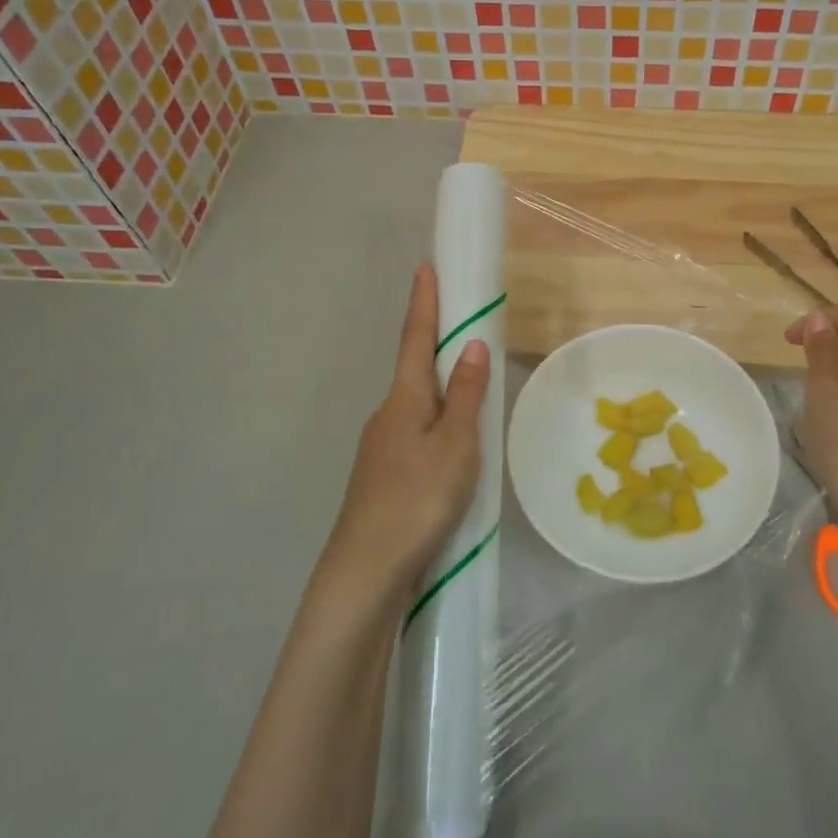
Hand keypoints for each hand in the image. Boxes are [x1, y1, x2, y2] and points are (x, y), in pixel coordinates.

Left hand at [327, 264, 491, 603]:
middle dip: (435, 345)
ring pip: (416, 406)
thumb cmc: (417, 498)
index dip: (423, 303)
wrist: (366, 570)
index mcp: (404, 399)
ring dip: (438, 390)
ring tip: (469, 394)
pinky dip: (436, 425)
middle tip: (462, 328)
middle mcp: (387, 415)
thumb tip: (471, 345)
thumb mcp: (455, 445)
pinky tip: (451, 449)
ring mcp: (380, 448)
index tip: (424, 267)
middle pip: (414, 370)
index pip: (415, 338)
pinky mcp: (383, 477)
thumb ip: (465, 395)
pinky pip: (415, 435)